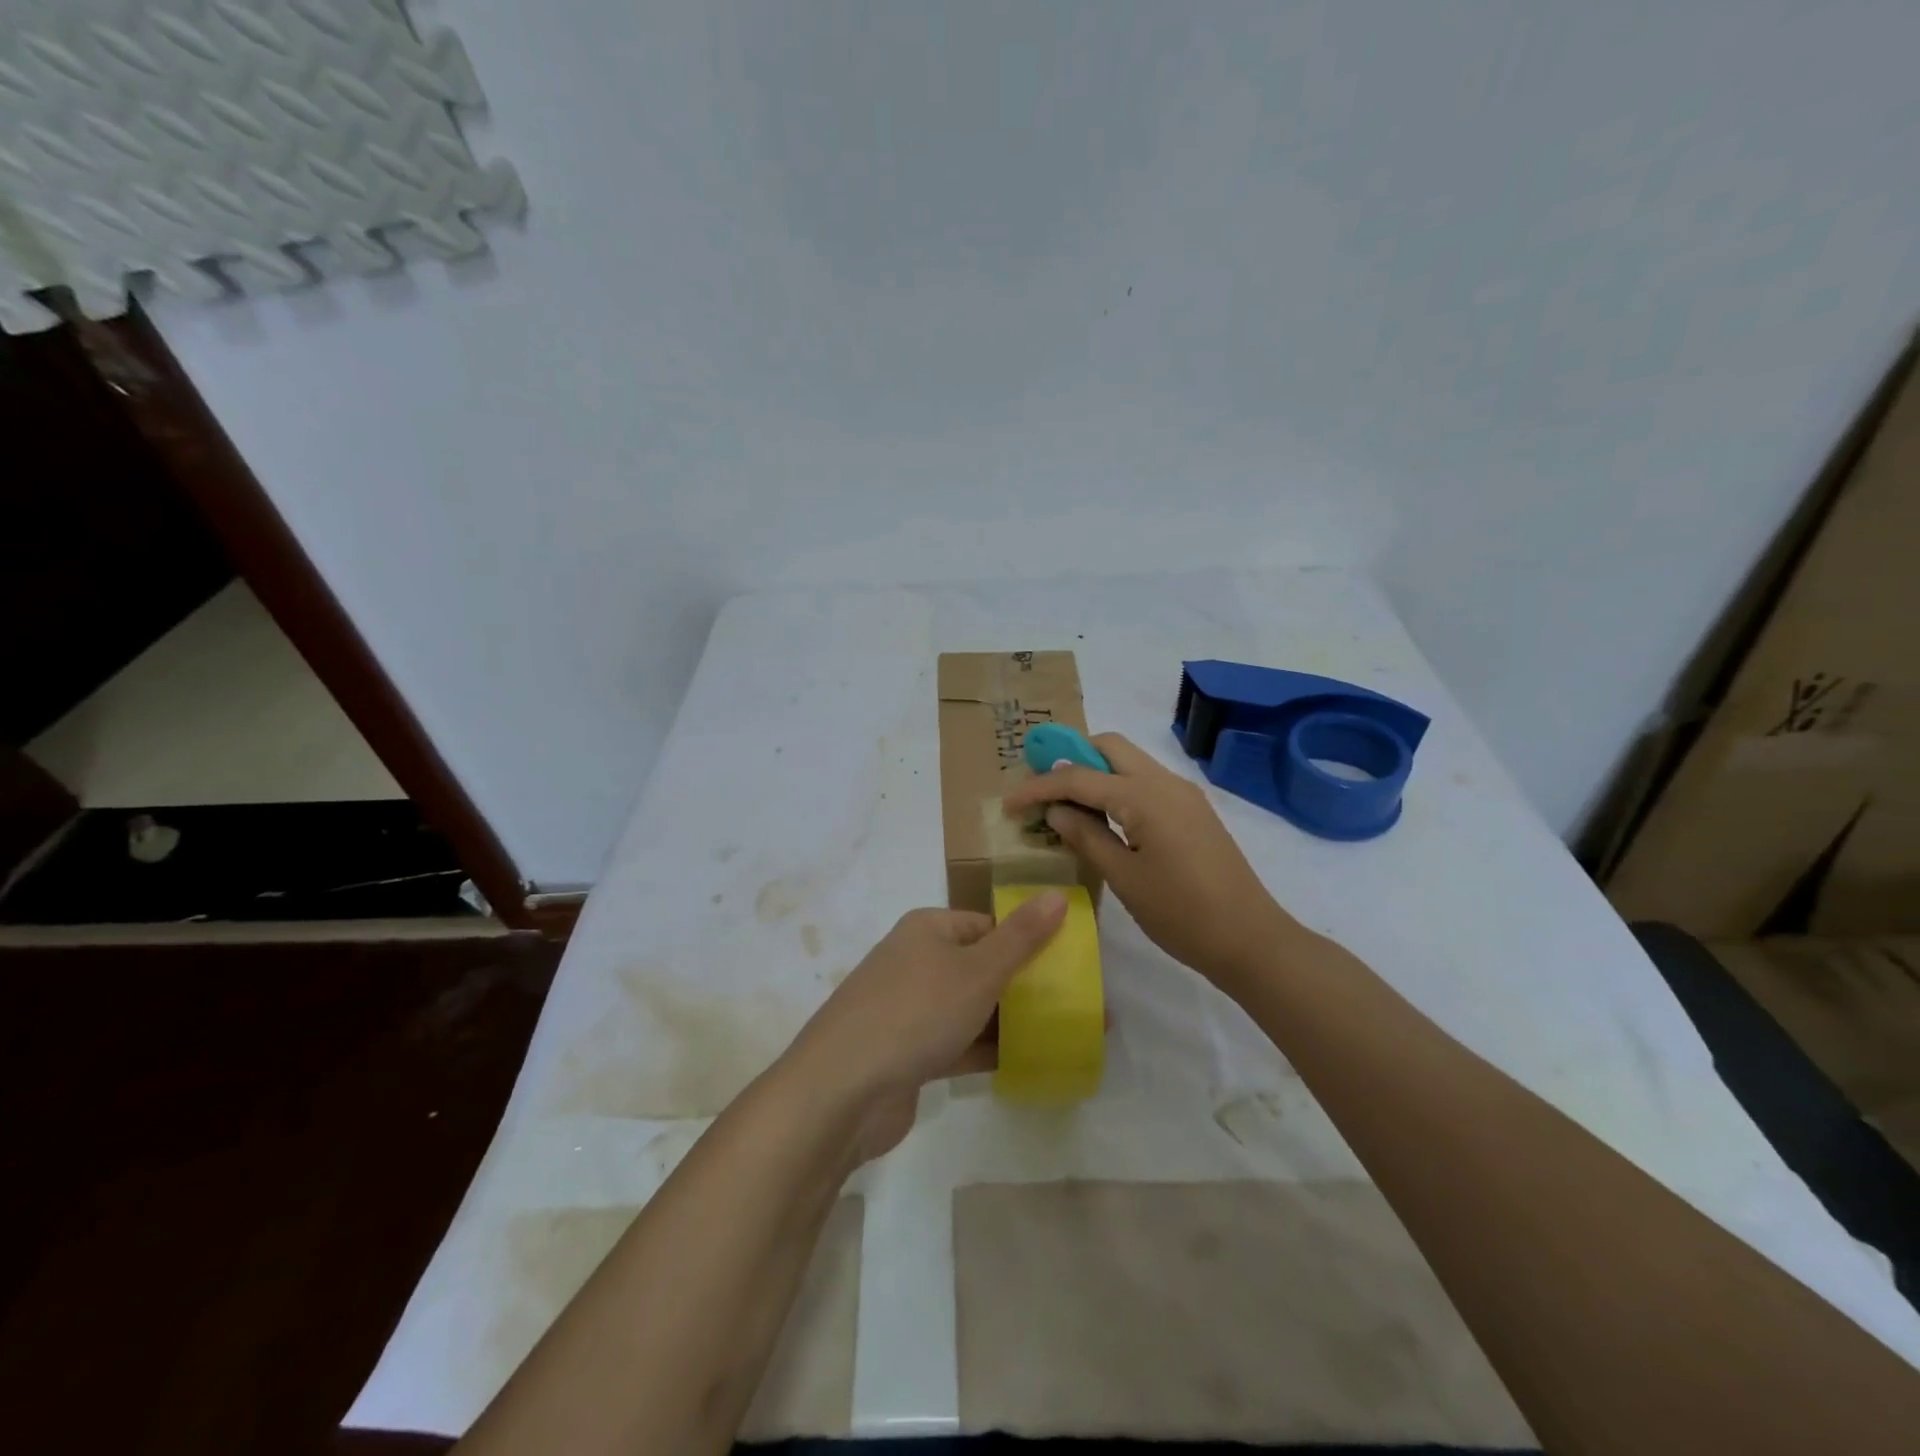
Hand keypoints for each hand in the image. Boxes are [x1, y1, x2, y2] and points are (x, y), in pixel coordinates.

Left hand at [784, 897, 1067, 1162]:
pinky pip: (957, 1044)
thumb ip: (1021, 938)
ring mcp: (908, 1010)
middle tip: (1075, 1006)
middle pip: (981, 967)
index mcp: (928, 930)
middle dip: (1025, 986)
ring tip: (1064, 1035)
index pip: (988, 926)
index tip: (1069, 967)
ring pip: (971, 1008)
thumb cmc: (915, 1013)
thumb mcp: (977, 971)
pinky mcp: (907, 1054)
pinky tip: (1028, 1064)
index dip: (1028, 942)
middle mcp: (915, 962)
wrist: (841, 1091)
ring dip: (1011, 1021)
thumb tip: (1057, 895)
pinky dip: (987, 1051)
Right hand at [1001, 732, 1297, 986]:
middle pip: (1109, 747)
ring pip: (1129, 762)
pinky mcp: (1192, 810)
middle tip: (1041, 789)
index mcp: (1144, 796)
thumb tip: (1055, 811)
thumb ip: (1086, 836)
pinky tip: (1101, 816)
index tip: (1009, 803)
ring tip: (1064, 803)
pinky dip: (1116, 787)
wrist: (1250, 939)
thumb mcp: (1124, 877)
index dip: (1039, 787)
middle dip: (1069, 759)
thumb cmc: (1181, 914)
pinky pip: (1145, 782)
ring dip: (1094, 772)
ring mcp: (1183, 794)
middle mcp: (1165, 782)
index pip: (1079, 777)